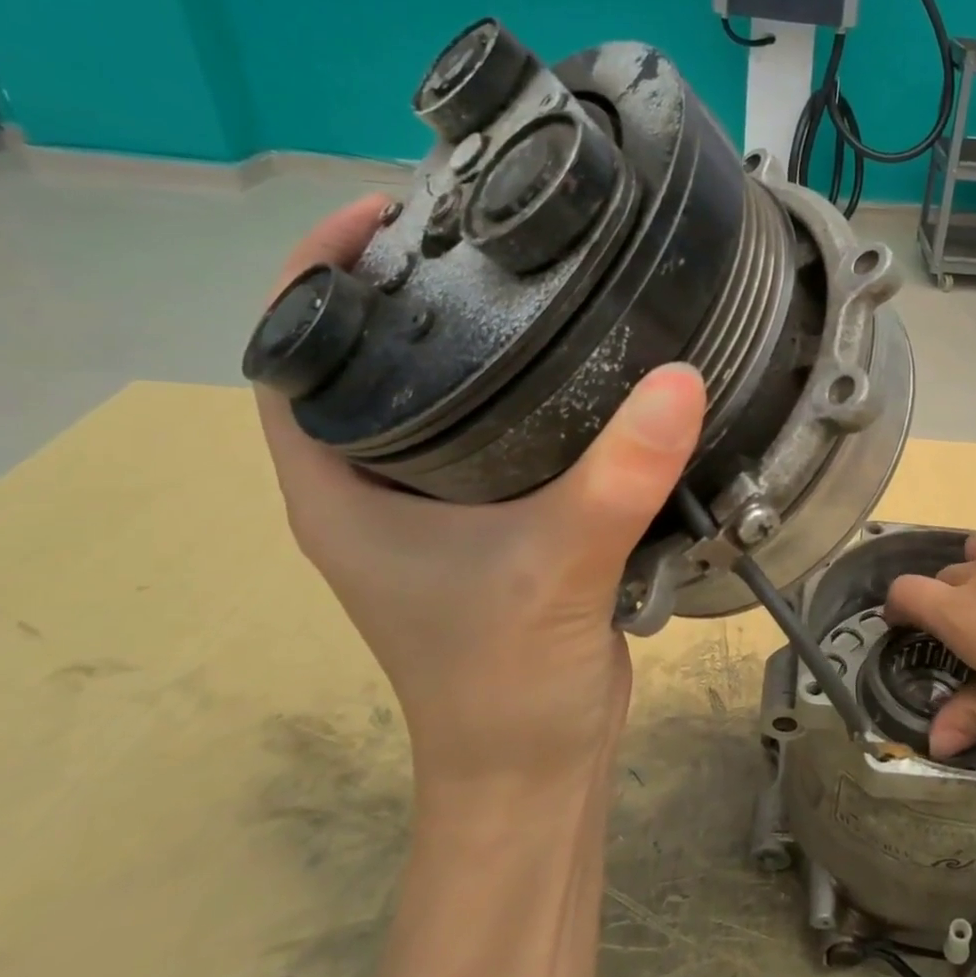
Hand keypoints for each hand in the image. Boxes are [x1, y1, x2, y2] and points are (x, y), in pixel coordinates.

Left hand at [254, 195, 706, 796]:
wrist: (538, 763)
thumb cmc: (507, 681)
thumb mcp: (557, 568)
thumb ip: (615, 476)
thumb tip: (682, 378)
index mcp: (337, 487)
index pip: (293, 355)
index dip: (322, 273)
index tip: (391, 213)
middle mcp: (375, 486)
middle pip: (373, 362)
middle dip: (415, 291)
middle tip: (488, 233)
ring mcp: (436, 507)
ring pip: (445, 398)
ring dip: (480, 342)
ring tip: (544, 282)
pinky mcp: (497, 523)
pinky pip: (503, 437)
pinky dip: (535, 395)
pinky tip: (591, 368)